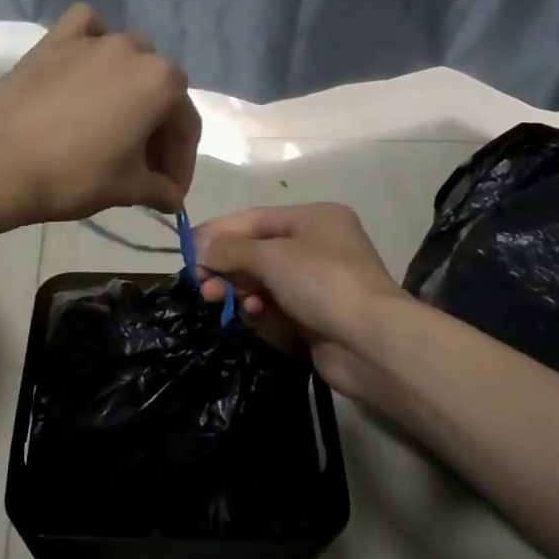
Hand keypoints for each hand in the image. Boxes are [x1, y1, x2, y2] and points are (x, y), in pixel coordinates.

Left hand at [0, 5, 199, 223]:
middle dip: (158, 131)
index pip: (186, 127)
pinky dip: (93, 43)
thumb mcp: (127, 189)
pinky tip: (87, 66)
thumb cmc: (74, 175)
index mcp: (163, 83)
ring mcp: (92, 40)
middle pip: (160, 92)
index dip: (181, 164)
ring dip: (131, 90)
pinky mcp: (53, 40)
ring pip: (128, 58)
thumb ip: (159, 190)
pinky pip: (86, 28)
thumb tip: (172, 198)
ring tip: (115, 125)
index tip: (169, 194)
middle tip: (143, 168)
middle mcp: (134, 50)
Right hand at [194, 203, 404, 401]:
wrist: (370, 341)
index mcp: (314, 218)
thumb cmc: (322, 282)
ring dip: (239, 287)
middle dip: (227, 264)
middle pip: (258, 249)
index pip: (256, 218)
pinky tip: (253, 314)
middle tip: (201, 282)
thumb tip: (201, 249)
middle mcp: (318, 244)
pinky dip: (259, 306)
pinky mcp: (315, 314)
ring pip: (264, 279)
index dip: (220, 232)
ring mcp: (318, 281)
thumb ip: (231, 250)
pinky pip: (276, 303)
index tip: (188, 249)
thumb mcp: (271, 256)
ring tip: (216, 298)